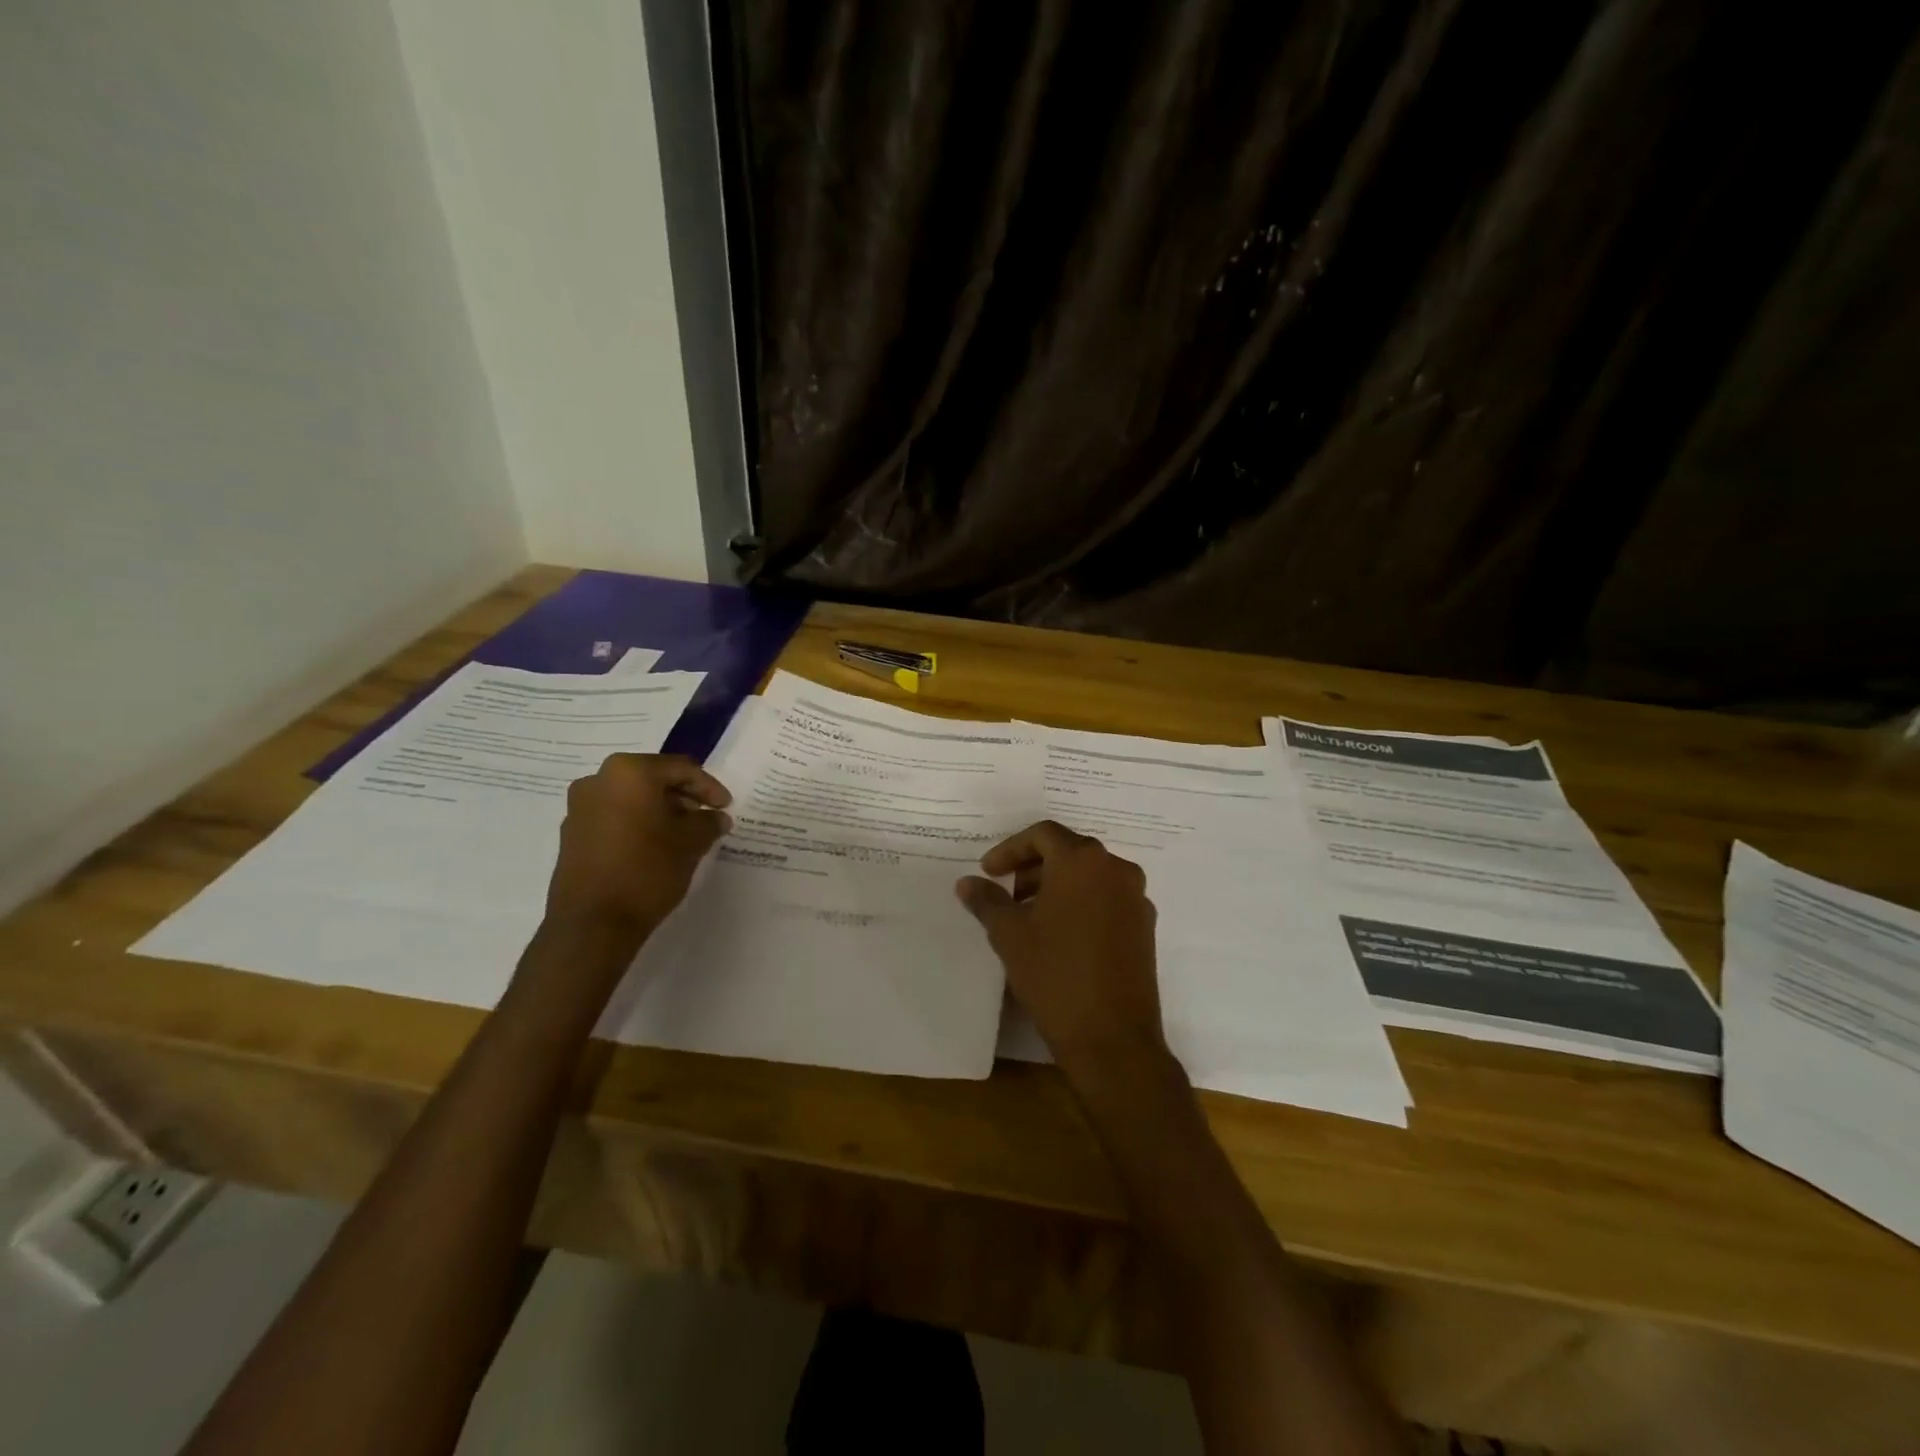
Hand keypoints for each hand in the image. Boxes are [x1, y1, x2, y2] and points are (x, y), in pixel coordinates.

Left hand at [544, 754, 732, 935]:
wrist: (592, 923)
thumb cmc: (647, 870)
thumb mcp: (691, 843)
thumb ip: (708, 822)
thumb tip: (716, 817)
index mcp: (630, 772)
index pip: (680, 769)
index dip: (709, 787)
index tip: (726, 807)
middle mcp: (599, 780)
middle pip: (652, 779)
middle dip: (682, 796)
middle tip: (705, 817)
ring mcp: (580, 807)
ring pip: (631, 797)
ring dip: (659, 810)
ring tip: (682, 834)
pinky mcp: (572, 833)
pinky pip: (613, 816)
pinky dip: (637, 823)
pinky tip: (654, 846)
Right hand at [955, 821, 1167, 1083]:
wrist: (1113, 1038)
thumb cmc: (1055, 975)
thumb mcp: (1010, 935)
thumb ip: (987, 901)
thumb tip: (967, 883)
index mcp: (1083, 861)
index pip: (1043, 834)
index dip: (1010, 849)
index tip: (989, 872)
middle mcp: (1116, 869)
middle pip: (1069, 851)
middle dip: (1033, 867)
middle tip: (1006, 893)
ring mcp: (1136, 898)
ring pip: (1090, 876)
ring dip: (1057, 886)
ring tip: (1029, 916)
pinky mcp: (1145, 927)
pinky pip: (1107, 899)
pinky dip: (1081, 904)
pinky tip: (1060, 936)